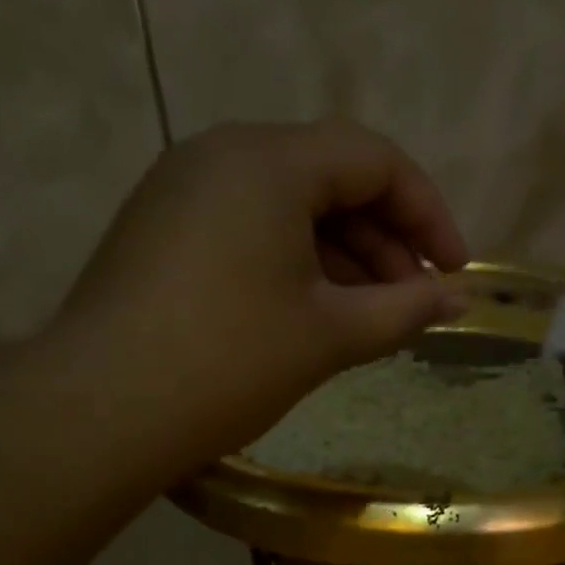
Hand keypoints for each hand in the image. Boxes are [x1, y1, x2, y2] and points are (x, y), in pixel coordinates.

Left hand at [52, 119, 468, 472]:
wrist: (104, 409)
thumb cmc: (231, 362)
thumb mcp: (331, 335)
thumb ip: (405, 310)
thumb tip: (459, 299)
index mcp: (268, 161)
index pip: (373, 159)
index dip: (428, 213)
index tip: (455, 272)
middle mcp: (221, 154)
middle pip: (329, 178)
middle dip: (385, 240)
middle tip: (413, 303)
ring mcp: (182, 191)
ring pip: (287, 208)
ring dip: (342, 258)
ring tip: (371, 318)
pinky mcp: (161, 232)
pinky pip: (248, 230)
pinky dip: (294, 265)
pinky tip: (312, 315)